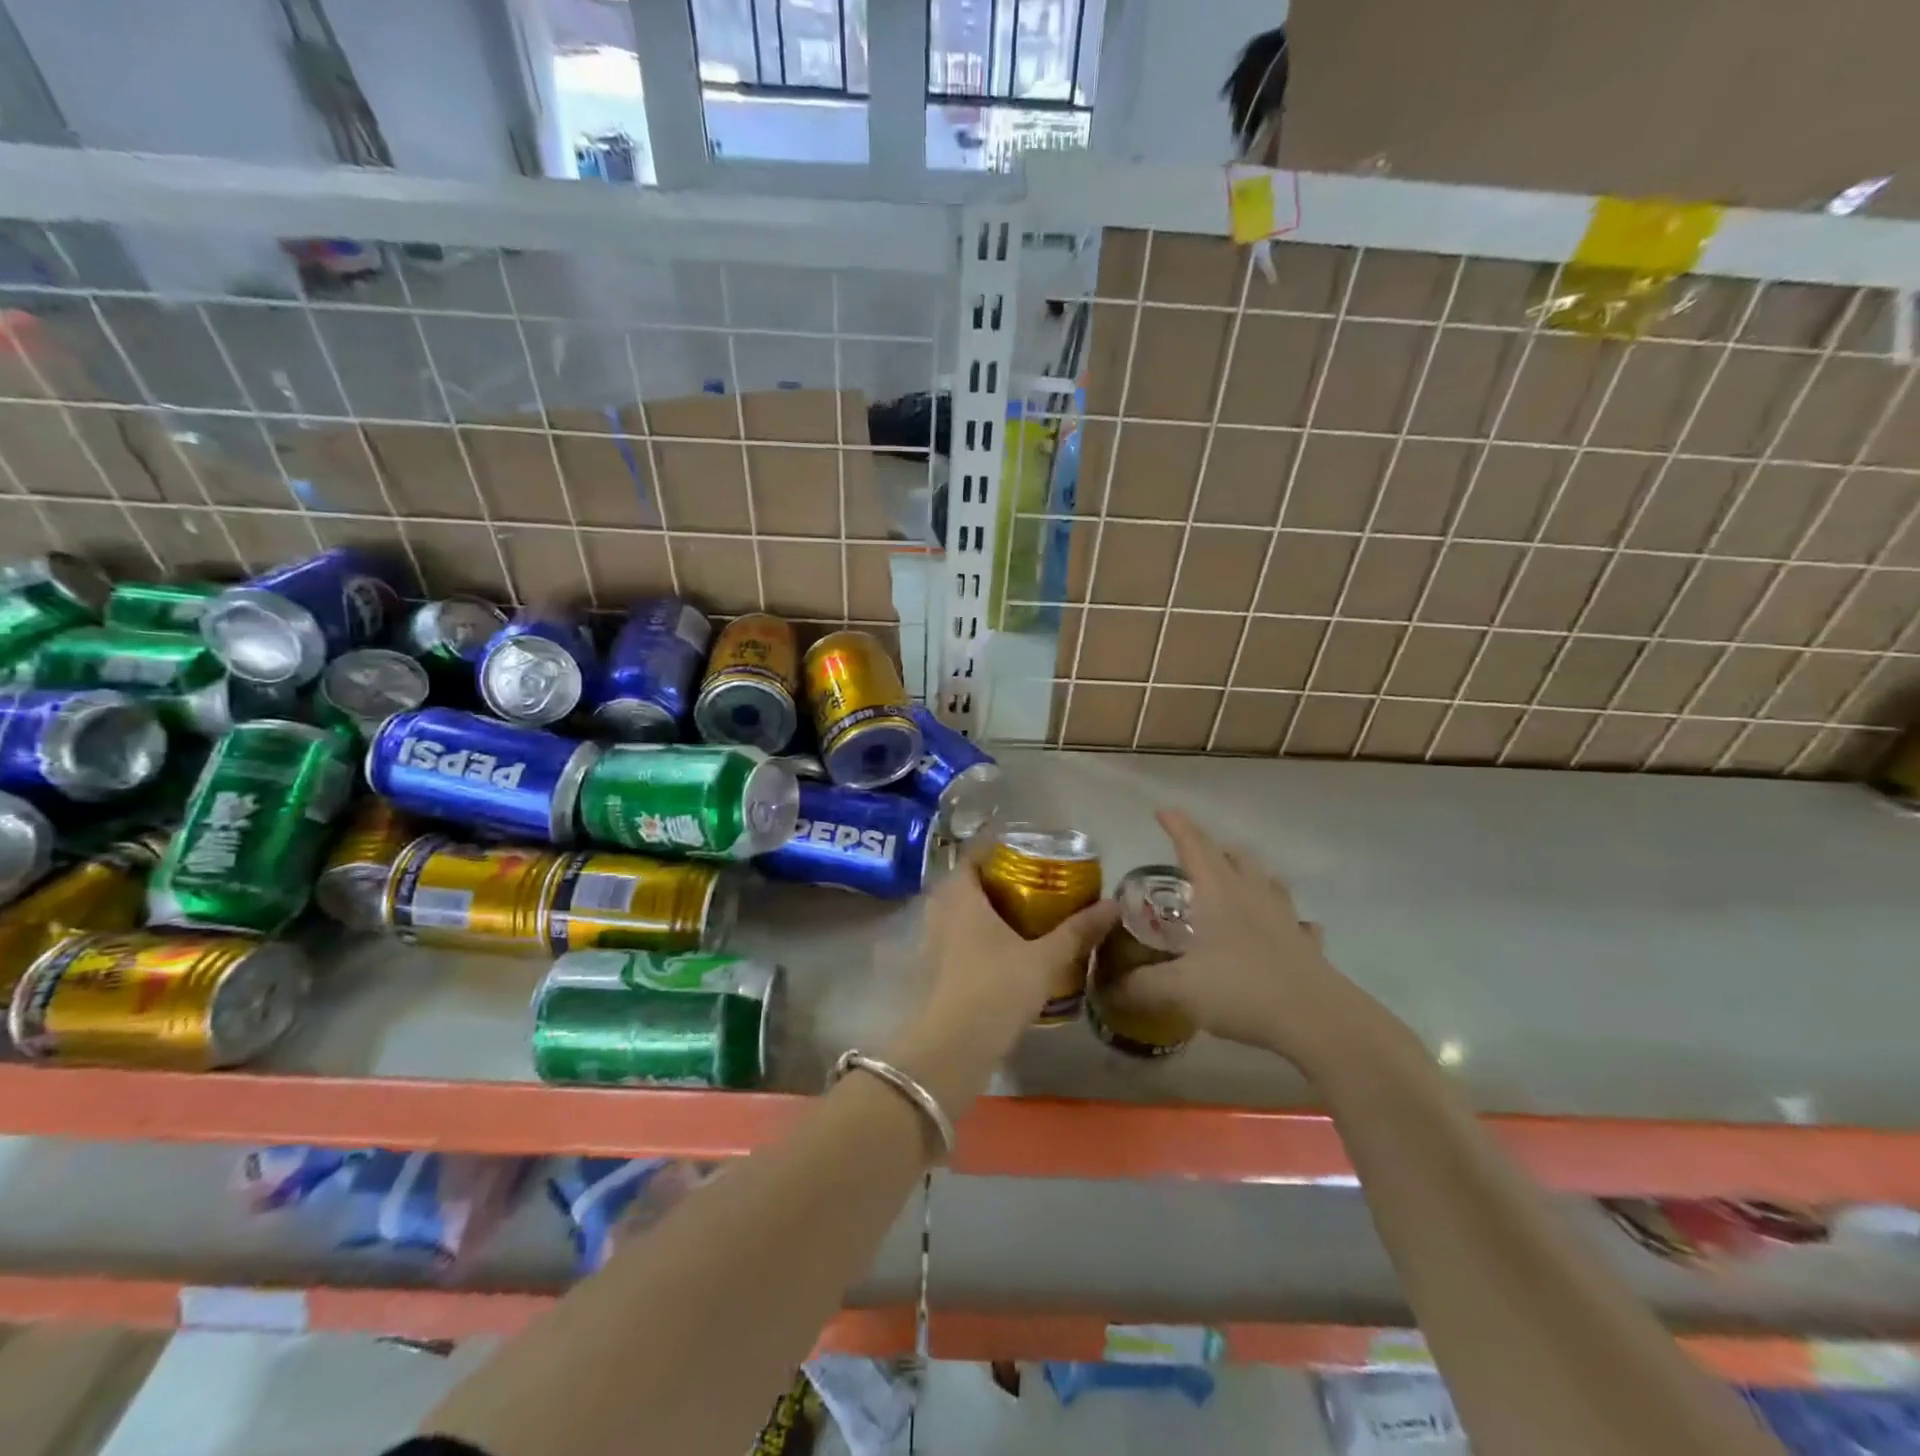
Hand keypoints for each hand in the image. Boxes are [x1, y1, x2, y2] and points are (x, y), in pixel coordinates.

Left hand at [917, 861, 1117, 1040]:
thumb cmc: (998, 988)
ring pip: (953, 913)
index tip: (1019, 852)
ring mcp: (931, 943)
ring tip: (1013, 915)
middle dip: (988, 880)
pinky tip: (996, 951)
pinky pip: (951, 938)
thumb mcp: (1044, 959)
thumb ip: (1077, 931)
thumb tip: (1113, 905)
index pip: (970, 858)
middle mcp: (940, 913)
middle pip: (961, 884)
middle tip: (1021, 883)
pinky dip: (970, 936)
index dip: (991, 851)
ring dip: (977, 910)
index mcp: (962, 898)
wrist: (955, 1045)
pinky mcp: (932, 970)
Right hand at [1114, 810, 1401, 1079]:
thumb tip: (1108, 989)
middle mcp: (1252, 895)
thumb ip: (1141, 986)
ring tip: (1237, 880)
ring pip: (1267, 882)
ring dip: (1249, 874)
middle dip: (1213, 849)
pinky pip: (1298, 923)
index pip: (1194, 846)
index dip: (1177, 826)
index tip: (1163, 811)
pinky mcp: (1306, 946)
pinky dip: (1288, 920)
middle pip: (1233, 857)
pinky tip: (1289, 928)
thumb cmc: (1243, 990)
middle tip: (1194, 854)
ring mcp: (1285, 918)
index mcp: (1219, 893)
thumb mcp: (1180, 989)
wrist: (1318, 1020)